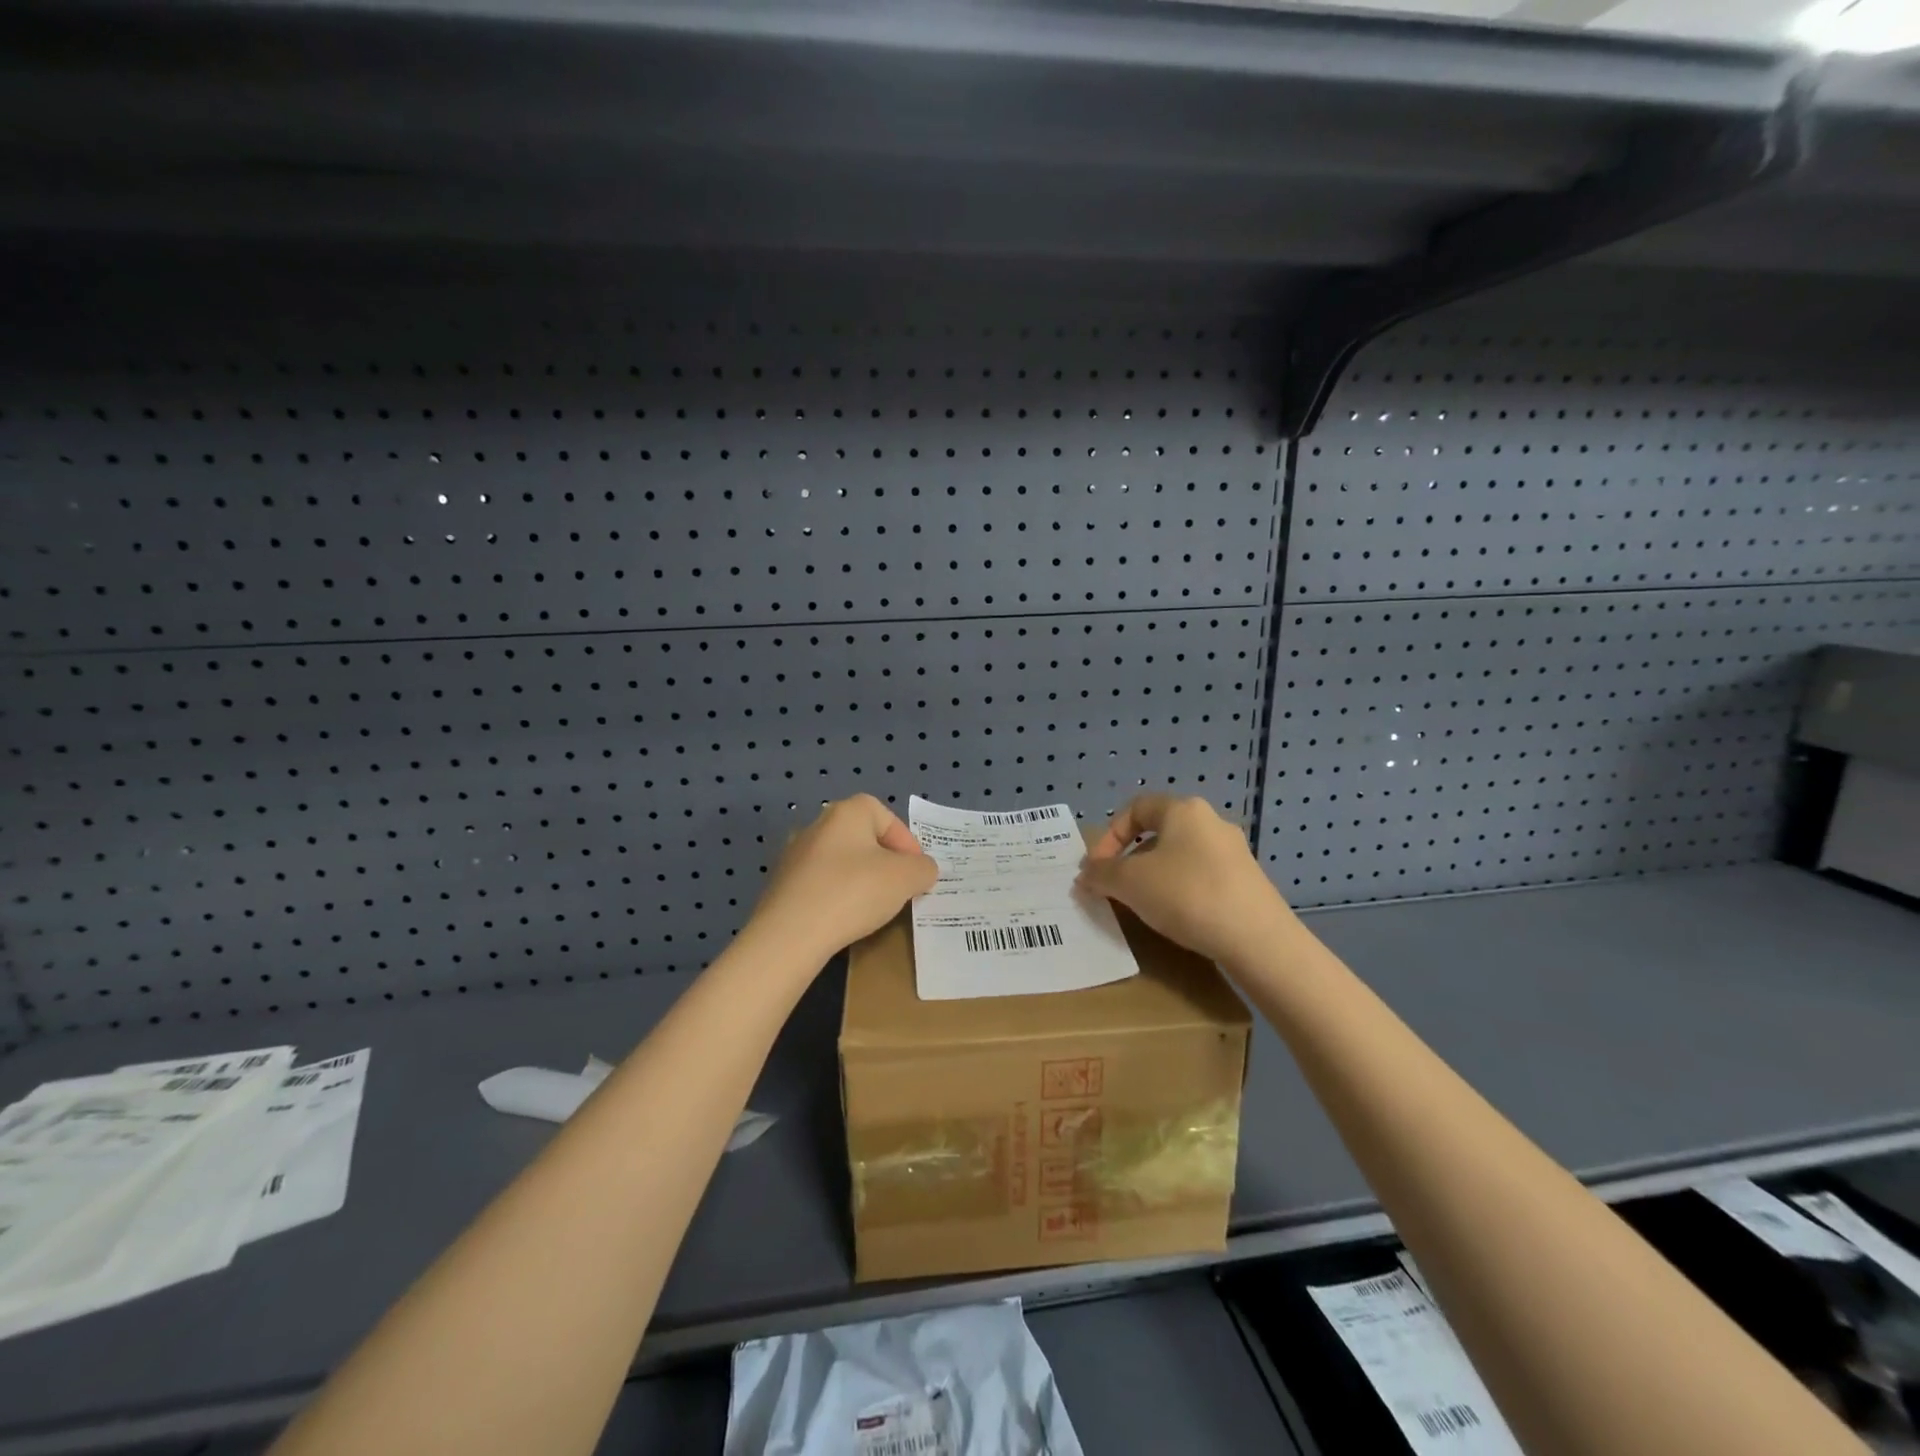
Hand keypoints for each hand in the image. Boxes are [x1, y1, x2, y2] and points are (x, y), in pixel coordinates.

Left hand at [749, 795, 938, 963]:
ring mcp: (794, 855)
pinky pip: (820, 885)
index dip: (907, 843)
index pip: (886, 817)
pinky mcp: (781, 885)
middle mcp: (817, 825)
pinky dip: (836, 897)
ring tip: (874, 908)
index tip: (917, 872)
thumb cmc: (854, 892)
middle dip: (884, 862)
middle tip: (899, 889)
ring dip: (860, 880)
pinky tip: (844, 919)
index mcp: (846, 812)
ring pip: (840, 862)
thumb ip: (923, 868)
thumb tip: (921, 870)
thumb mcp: (906, 878)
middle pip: (862, 838)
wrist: (790, 935)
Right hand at [1076, 794, 1294, 970]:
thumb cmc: (1187, 895)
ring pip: (1180, 856)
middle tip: (1116, 887)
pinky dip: (1181, 891)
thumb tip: (1085, 874)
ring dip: (1154, 876)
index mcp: (1183, 810)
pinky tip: (1177, 917)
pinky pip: (1201, 877)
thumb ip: (1102, 874)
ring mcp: (1234, 852)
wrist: (1258, 940)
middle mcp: (1211, 822)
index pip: (1135, 808)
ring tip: (1143, 906)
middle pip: (1158, 832)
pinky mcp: (1247, 882)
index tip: (1097, 868)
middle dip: (1130, 859)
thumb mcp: (1131, 883)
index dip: (1108, 836)